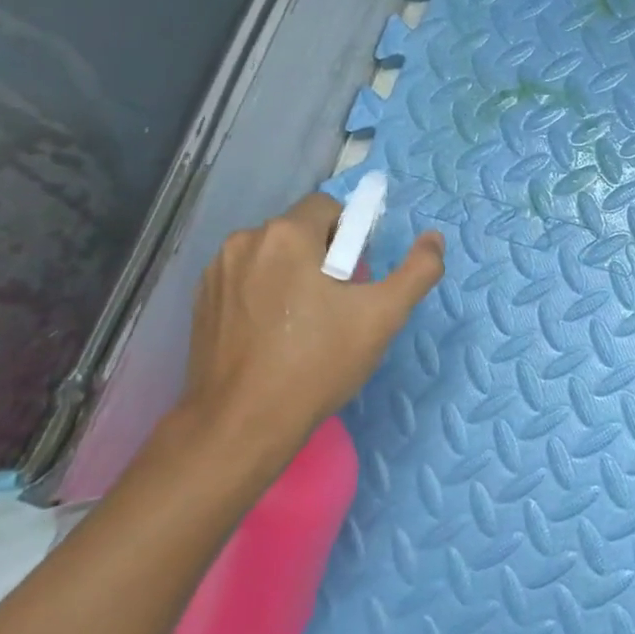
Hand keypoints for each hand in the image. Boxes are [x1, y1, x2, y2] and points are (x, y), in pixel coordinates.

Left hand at [164, 194, 443, 485]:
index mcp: (286, 234)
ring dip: (291, 273)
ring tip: (304, 324)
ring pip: (270, 256)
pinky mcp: (200, 302)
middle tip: (336, 306)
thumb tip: (434, 238)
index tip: (356, 278)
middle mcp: (244, 241)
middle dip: (322, 256)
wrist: (241, 425)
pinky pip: (245, 280)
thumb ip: (417, 271)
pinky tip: (272, 335)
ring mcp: (216, 272)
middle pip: (299, 230)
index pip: (329, 207)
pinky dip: (263, 294)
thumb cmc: (317, 364)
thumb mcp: (382, 317)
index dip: (351, 236)